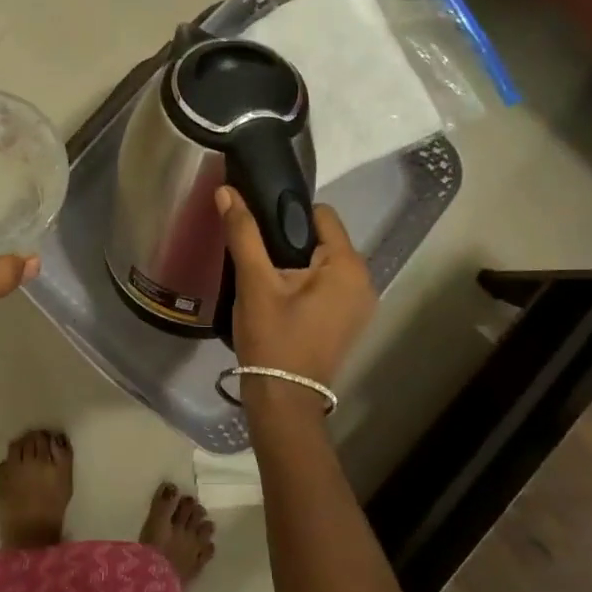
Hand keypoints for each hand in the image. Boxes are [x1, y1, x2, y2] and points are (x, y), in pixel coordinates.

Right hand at [216, 186, 375, 387]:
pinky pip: (328, 285)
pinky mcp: (350, 321)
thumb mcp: (254, 282)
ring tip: (265, 278)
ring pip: (324, 263)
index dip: (287, 216)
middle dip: (291, 242)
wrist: (283, 400)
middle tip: (257, 258)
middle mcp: (364, 280)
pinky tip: (281, 299)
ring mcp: (360, 304)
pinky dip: (307, 284)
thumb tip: (227, 191)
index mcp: (347, 265)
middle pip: (324, 238)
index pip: (321, 214)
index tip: (259, 231)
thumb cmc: (272, 337)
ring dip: (297, 264)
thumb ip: (243, 233)